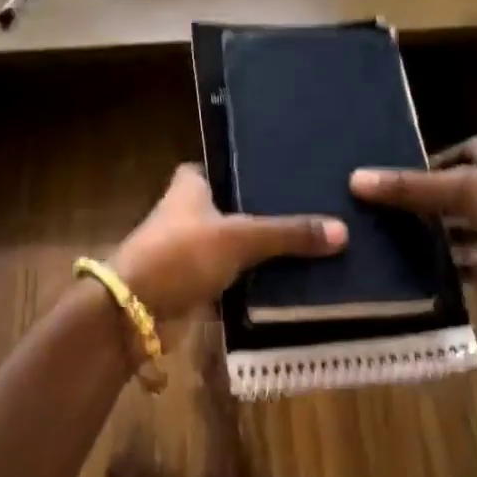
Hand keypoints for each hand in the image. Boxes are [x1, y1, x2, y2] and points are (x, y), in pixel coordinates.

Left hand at [110, 164, 345, 328]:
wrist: (135, 311)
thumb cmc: (181, 254)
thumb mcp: (240, 238)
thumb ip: (288, 234)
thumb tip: (342, 231)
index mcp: (190, 186)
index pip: (222, 166)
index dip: (248, 167)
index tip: (285, 171)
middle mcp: (187, 212)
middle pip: (232, 206)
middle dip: (263, 211)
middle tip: (311, 208)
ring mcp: (188, 249)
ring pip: (233, 243)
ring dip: (260, 249)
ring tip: (310, 242)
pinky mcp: (192, 283)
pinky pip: (231, 276)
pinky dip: (252, 279)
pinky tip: (287, 278)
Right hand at [350, 134, 476, 251]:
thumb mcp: (458, 188)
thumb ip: (408, 187)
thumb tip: (354, 179)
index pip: (450, 154)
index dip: (423, 167)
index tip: (393, 184)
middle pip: (457, 190)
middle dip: (428, 204)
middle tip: (388, 217)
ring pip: (465, 223)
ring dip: (441, 234)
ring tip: (399, 244)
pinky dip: (457, 261)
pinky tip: (428, 270)